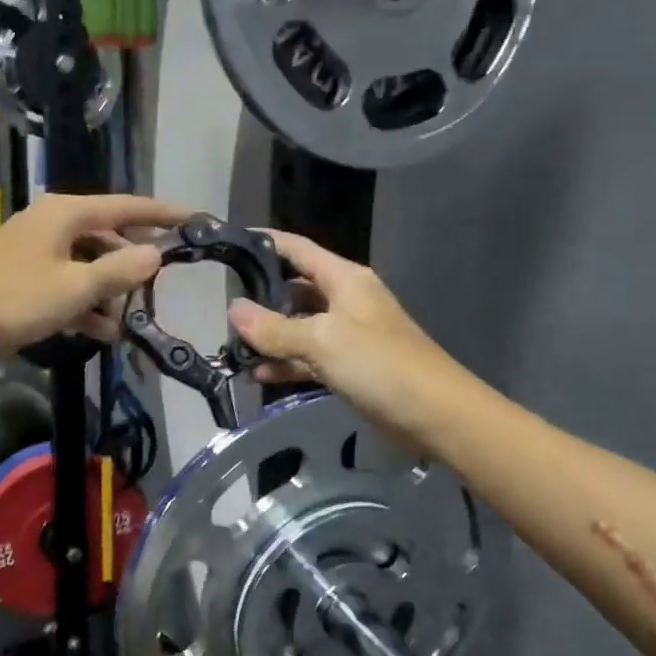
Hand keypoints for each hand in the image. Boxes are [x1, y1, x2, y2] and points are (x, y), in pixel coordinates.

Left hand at [0, 193, 190, 360]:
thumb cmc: (12, 302)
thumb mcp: (75, 288)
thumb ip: (119, 270)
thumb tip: (156, 254)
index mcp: (65, 214)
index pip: (127, 206)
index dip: (163, 214)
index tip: (196, 220)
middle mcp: (52, 224)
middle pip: (108, 235)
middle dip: (133, 262)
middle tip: (161, 285)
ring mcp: (35, 251)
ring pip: (87, 264)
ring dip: (109, 291)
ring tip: (129, 321)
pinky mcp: (23, 278)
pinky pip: (67, 283)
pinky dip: (85, 303)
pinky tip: (102, 331)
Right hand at [227, 231, 463, 438]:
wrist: (434, 413)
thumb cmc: (379, 364)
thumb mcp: (321, 340)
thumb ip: (274, 328)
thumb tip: (233, 309)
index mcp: (344, 279)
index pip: (298, 249)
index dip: (265, 242)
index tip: (229, 243)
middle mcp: (345, 300)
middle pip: (295, 288)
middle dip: (261, 296)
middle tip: (222, 305)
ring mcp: (347, 334)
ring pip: (300, 326)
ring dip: (271, 336)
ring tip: (233, 346)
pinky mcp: (349, 365)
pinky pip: (309, 357)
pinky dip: (287, 363)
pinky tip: (259, 374)